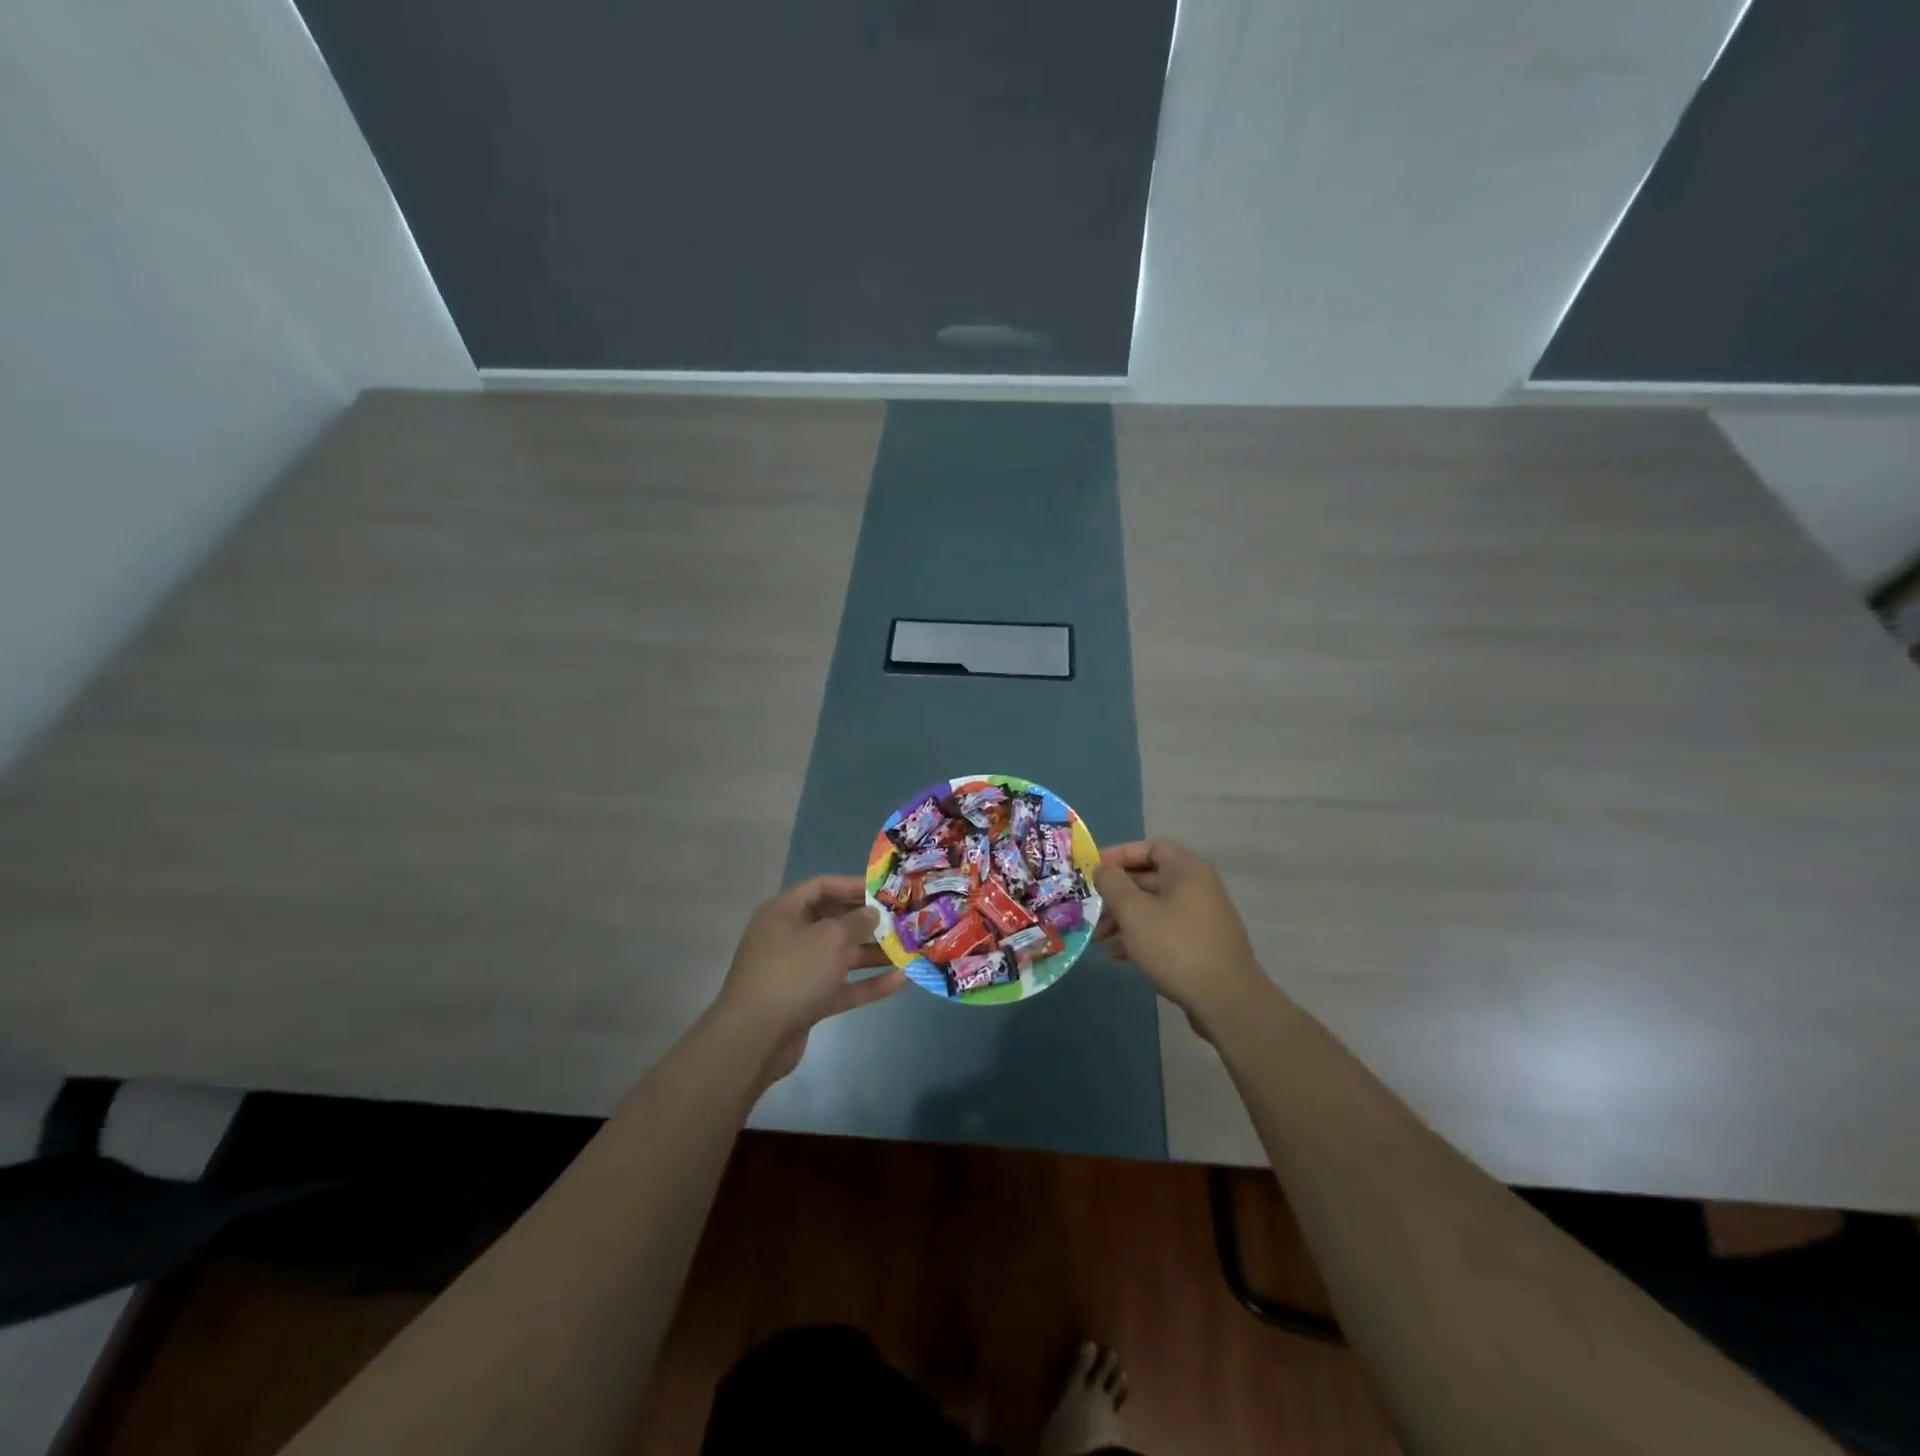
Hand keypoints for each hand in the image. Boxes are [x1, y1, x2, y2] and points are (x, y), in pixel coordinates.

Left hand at [713, 876, 905, 1083]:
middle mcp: (789, 937)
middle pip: (833, 922)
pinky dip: (868, 984)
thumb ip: (856, 922)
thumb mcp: (829, 938)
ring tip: (909, 949)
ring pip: (840, 956)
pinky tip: (901, 981)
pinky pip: (842, 986)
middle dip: (868, 922)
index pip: (822, 887)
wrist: (755, 1038)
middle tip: (902, 920)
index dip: (853, 885)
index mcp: (784, 912)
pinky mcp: (807, 1001)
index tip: (885, 890)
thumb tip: (872, 913)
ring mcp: (798, 971)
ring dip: (873, 953)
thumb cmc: (792, 973)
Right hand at [1093, 842, 1272, 1036]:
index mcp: (1186, 871)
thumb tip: (1102, 869)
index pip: (1150, 848)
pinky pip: (1163, 931)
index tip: (1093, 870)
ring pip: (1153, 908)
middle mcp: (1197, 888)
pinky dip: (1139, 937)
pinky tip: (1116, 955)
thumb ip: (1113, 884)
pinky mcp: (1200, 946)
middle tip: (1089, 908)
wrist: (1225, 1000)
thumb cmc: (1175, 946)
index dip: (1119, 855)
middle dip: (1116, 894)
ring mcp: (1200, 919)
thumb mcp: (1134, 911)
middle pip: (1149, 880)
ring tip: (1097, 939)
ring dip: (1123, 919)